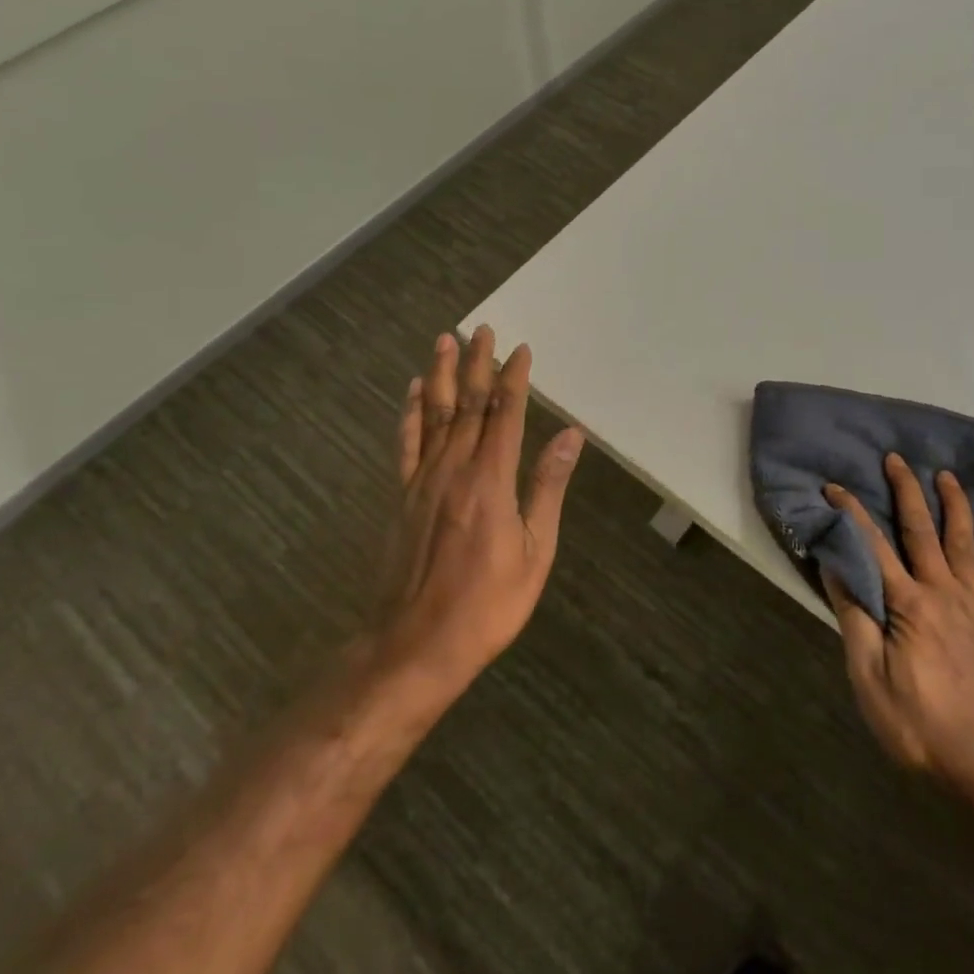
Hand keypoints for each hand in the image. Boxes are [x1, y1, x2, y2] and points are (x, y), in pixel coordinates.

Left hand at [379, 327, 584, 698]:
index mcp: (490, 480)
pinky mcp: (403, 497)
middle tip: (482, 329)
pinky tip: (415, 391)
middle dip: (477, 365)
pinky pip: (407, 443)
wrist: (416, 644)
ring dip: (442, 375)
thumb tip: (570, 435)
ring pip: (435, 415)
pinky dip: (411, 413)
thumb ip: (547, 486)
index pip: (504, 414)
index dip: (513, 379)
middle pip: (467, 405)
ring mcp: (423, 481)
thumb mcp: (535, 551)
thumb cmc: (488, 604)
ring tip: (445, 341)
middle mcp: (454, 469)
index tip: (521, 349)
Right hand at [822, 455, 973, 797]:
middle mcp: (945, 594)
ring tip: (948, 477)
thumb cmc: (920, 728)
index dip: (852, 513)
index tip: (834, 486)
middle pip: (923, 532)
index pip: (873, 546)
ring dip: (956, 507)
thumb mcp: (869, 679)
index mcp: (909, 605)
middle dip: (907, 492)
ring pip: (967, 546)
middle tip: (897, 459)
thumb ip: (855, 618)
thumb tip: (836, 566)